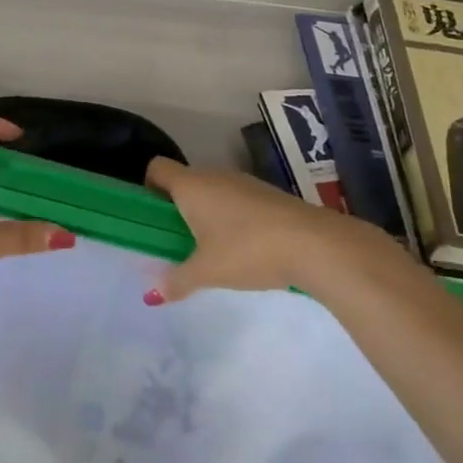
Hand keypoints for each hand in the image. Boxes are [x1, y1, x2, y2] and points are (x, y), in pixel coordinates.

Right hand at [143, 157, 377, 303]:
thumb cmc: (248, 250)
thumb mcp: (207, 271)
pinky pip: (235, 200)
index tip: (151, 218)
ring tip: (209, 250)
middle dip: (176, 208)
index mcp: (191, 185)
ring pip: (212, 191)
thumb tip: (152, 294)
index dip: (148, 188)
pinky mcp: (267, 195)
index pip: (157, 168)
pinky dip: (230, 218)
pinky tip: (242, 249)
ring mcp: (243, 182)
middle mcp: (213, 175)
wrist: (314, 244)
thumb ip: (177, 280)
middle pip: (184, 181)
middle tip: (176, 242)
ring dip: (205, 214)